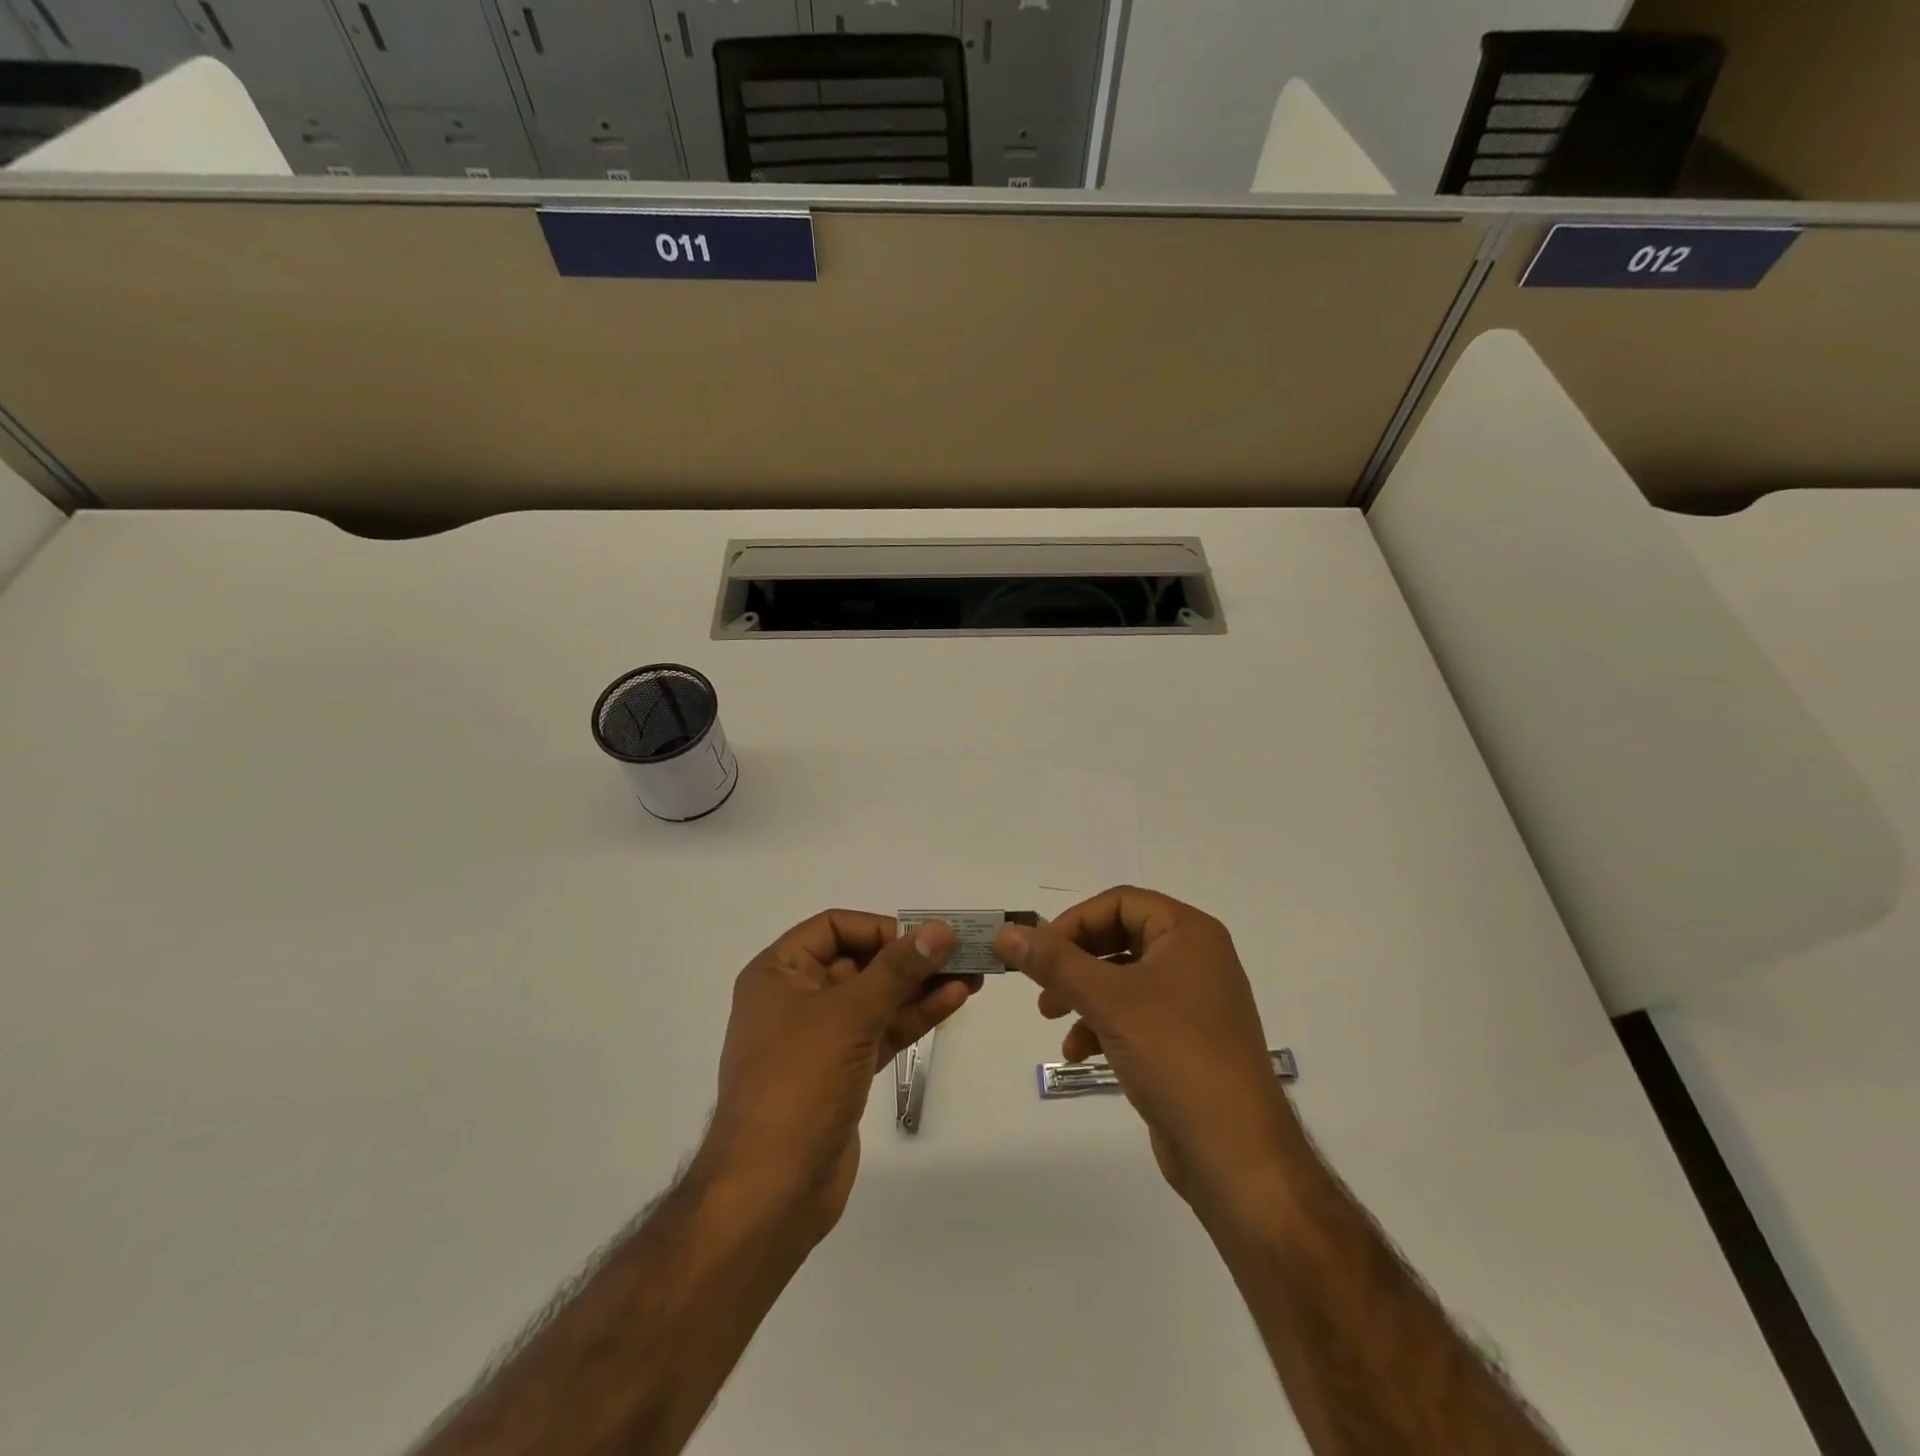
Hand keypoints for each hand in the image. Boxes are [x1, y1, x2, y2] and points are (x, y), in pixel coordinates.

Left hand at [698, 911, 976, 1241]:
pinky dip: (914, 1016)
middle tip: (962, 953)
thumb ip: (897, 970)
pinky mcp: (843, 1071)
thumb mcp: (848, 1016)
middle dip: (910, 957)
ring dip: (920, 986)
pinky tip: (953, 1001)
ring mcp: (821, 1038)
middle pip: (860, 961)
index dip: (879, 928)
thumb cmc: (798, 1085)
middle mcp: (797, 998)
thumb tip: (940, 930)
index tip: (923, 939)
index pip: (833, 928)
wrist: (771, 1192)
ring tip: (972, 975)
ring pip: (876, 998)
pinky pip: (882, 1030)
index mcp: (778, 973)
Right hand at [994, 887, 1296, 1208]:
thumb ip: (1054, 962)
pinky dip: (1103, 1025)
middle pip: (1119, 938)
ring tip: (1052, 1021)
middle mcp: (1195, 958)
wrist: (1236, 1153)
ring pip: (1123, 979)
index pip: (1120, 902)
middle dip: (1075, 962)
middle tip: (1041, 986)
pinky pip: (1135, 1015)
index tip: (1039, 951)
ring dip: (1083, 995)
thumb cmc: (1175, 1055)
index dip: (1074, 921)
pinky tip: (1079, 1053)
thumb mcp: (1108, 1000)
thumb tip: (1006, 932)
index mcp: (1189, 933)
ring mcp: (1194, 1001)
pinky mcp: (1187, 1040)